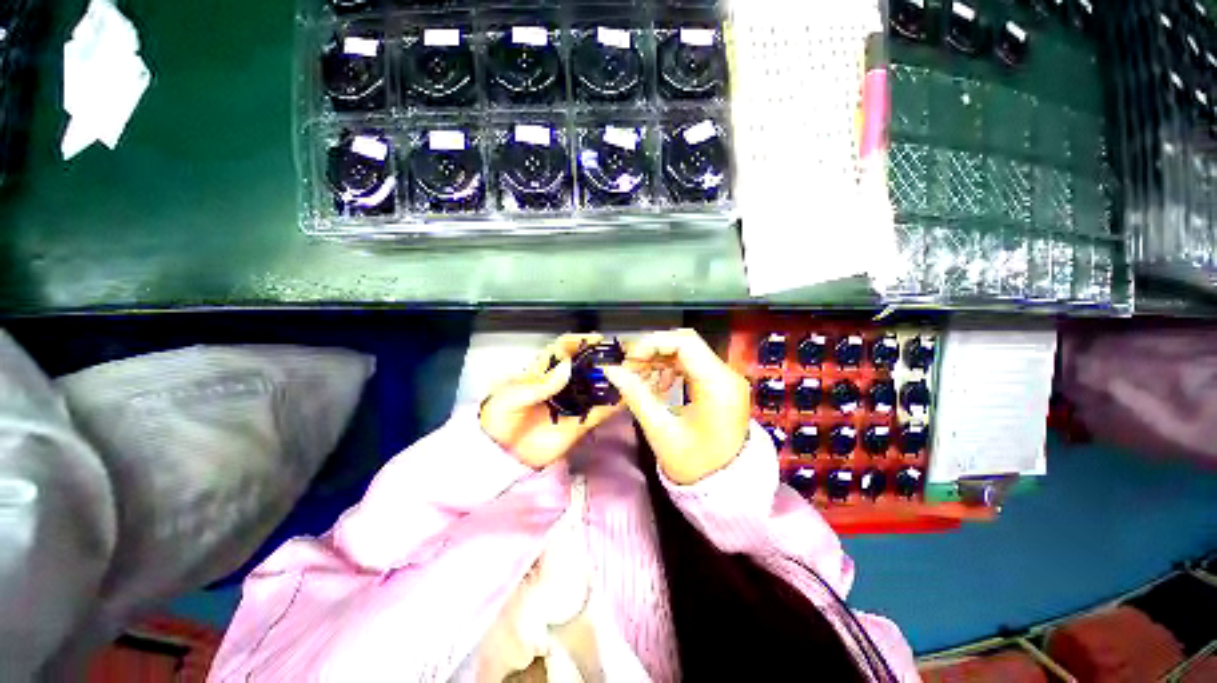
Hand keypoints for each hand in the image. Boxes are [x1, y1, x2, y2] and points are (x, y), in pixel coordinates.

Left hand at [480, 334, 622, 468]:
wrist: (502, 454)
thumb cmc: (501, 419)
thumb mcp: (513, 398)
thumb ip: (540, 384)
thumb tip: (568, 366)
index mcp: (543, 372)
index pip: (564, 350)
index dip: (579, 342)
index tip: (596, 339)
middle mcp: (562, 384)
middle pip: (585, 365)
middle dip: (603, 358)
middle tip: (621, 353)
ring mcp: (573, 402)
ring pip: (597, 386)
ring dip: (613, 379)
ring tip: (631, 372)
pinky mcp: (580, 423)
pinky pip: (600, 412)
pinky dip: (614, 406)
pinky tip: (628, 398)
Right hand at [602, 329, 751, 484]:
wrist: (727, 489)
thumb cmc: (694, 464)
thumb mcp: (660, 430)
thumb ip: (635, 395)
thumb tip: (610, 370)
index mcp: (717, 384)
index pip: (684, 343)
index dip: (652, 344)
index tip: (629, 359)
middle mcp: (727, 375)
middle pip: (686, 344)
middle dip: (653, 351)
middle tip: (630, 368)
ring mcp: (727, 379)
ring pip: (688, 353)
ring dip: (660, 361)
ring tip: (640, 380)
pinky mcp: (722, 385)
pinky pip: (693, 366)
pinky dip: (671, 370)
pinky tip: (658, 386)